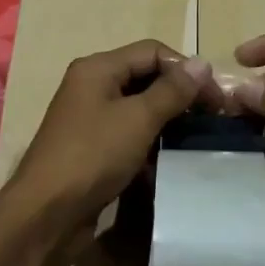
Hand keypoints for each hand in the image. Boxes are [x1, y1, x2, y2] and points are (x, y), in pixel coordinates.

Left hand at [3, 40, 217, 240]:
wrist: (46, 213)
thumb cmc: (92, 157)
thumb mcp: (138, 119)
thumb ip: (172, 91)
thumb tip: (203, 63)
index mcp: (98, 69)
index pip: (152, 52)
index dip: (187, 70)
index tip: (217, 99)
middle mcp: (92, 87)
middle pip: (145, 78)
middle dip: (180, 95)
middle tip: (213, 119)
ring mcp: (90, 119)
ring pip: (138, 109)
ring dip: (168, 121)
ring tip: (198, 140)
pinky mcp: (93, 149)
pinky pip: (129, 136)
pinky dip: (150, 144)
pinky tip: (172, 161)